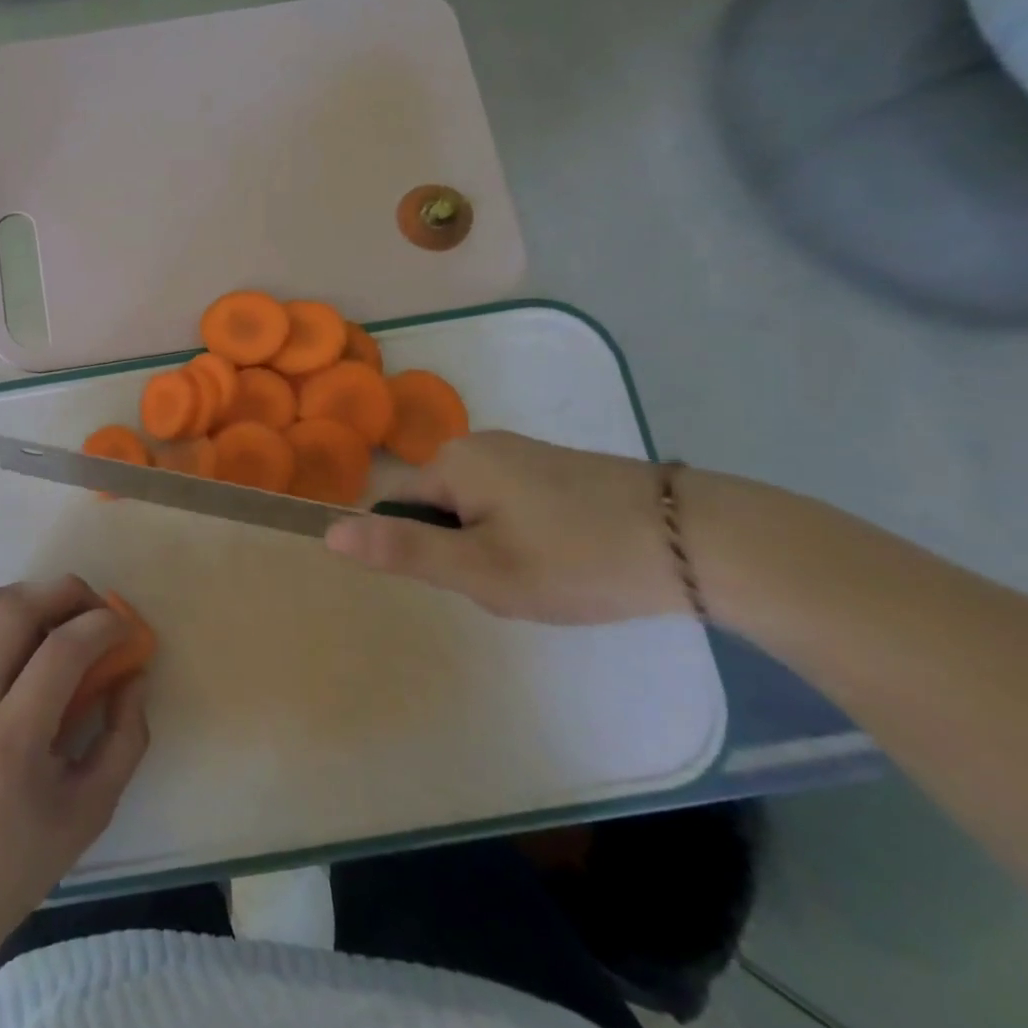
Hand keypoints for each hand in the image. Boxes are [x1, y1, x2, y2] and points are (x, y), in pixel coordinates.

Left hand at [0, 576, 150, 955]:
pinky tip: (36, 641)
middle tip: (99, 612)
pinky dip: (12, 616)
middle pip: (16, 608)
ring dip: (37, 596)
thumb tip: (134, 676)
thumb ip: (124, 738)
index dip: (103, 626)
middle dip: (68, 593)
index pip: (60, 651)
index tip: (128, 630)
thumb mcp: (91, 812)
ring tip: (69, 620)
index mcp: (10, 743)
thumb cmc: (17, 862)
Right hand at [325, 431, 686, 623]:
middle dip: (466, 552)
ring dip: (498, 548)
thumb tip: (329, 531)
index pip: (399, 509)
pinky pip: (512, 504)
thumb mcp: (481, 569)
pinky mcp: (557, 466)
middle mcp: (479, 443)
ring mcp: (522, 452)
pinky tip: (571, 559)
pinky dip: (529, 536)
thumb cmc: (575, 558)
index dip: (428, 552)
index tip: (476, 578)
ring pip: (478, 511)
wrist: (698, 540)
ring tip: (549, 577)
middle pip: (439, 510)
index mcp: (452, 460)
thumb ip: (402, 552)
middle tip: (515, 584)